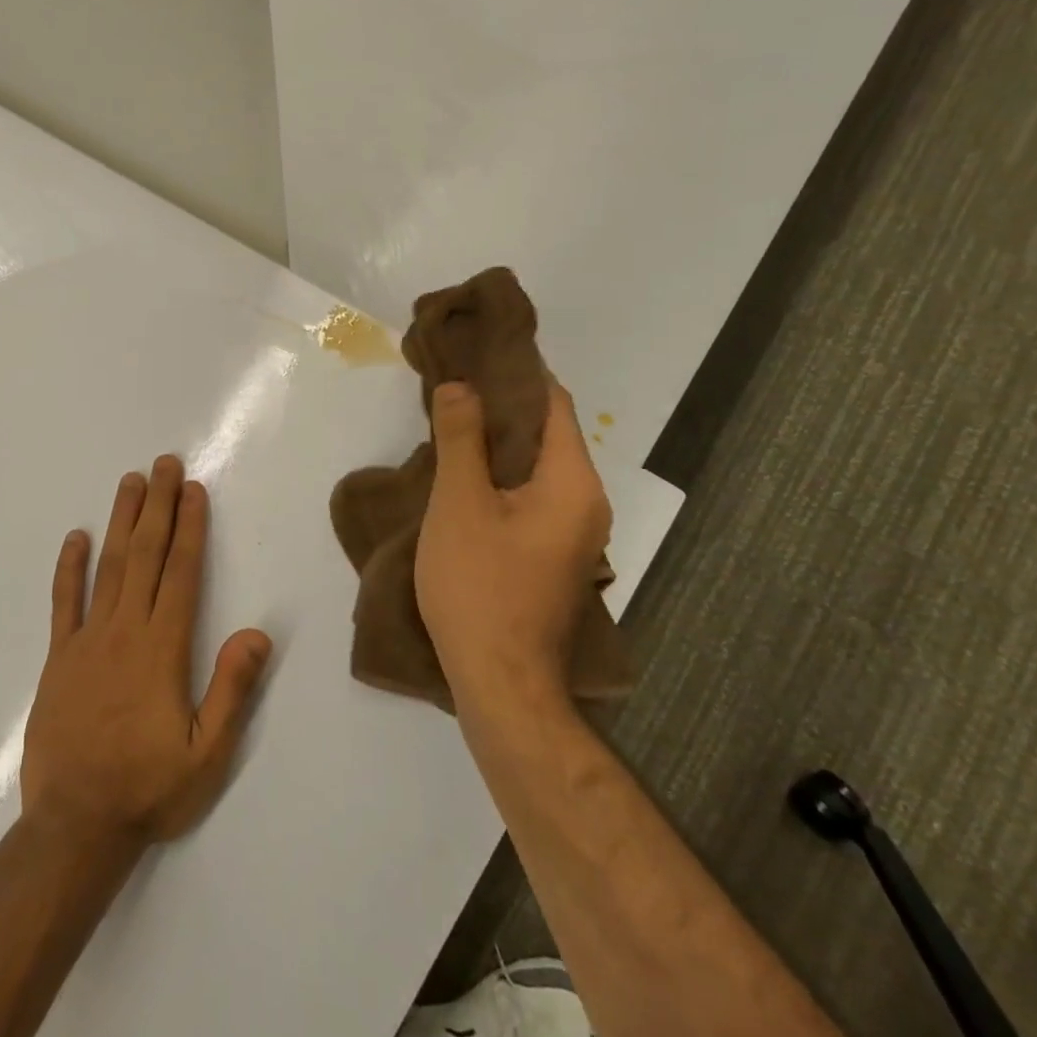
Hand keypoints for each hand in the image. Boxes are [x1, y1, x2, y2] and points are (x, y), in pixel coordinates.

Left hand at [21, 456, 272, 849]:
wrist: (74, 826)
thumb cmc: (147, 789)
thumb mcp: (206, 754)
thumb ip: (231, 690)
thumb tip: (256, 633)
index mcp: (162, 649)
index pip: (180, 574)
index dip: (189, 528)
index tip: (193, 490)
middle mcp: (125, 631)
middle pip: (144, 555)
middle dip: (158, 506)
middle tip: (163, 463)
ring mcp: (87, 640)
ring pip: (107, 567)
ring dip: (121, 521)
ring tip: (130, 481)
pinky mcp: (59, 657)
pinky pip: (64, 603)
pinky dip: (68, 568)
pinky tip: (75, 537)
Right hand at [415, 381, 611, 709]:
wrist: (500, 682)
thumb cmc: (478, 585)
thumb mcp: (460, 502)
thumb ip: (462, 437)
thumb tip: (461, 383)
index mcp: (573, 482)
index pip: (553, 403)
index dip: (515, 373)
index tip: (474, 354)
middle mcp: (586, 502)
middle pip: (547, 433)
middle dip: (501, 406)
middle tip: (452, 385)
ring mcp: (573, 533)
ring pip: (536, 467)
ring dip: (498, 442)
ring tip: (451, 420)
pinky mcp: (552, 555)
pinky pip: (530, 496)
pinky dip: (501, 475)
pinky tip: (463, 473)